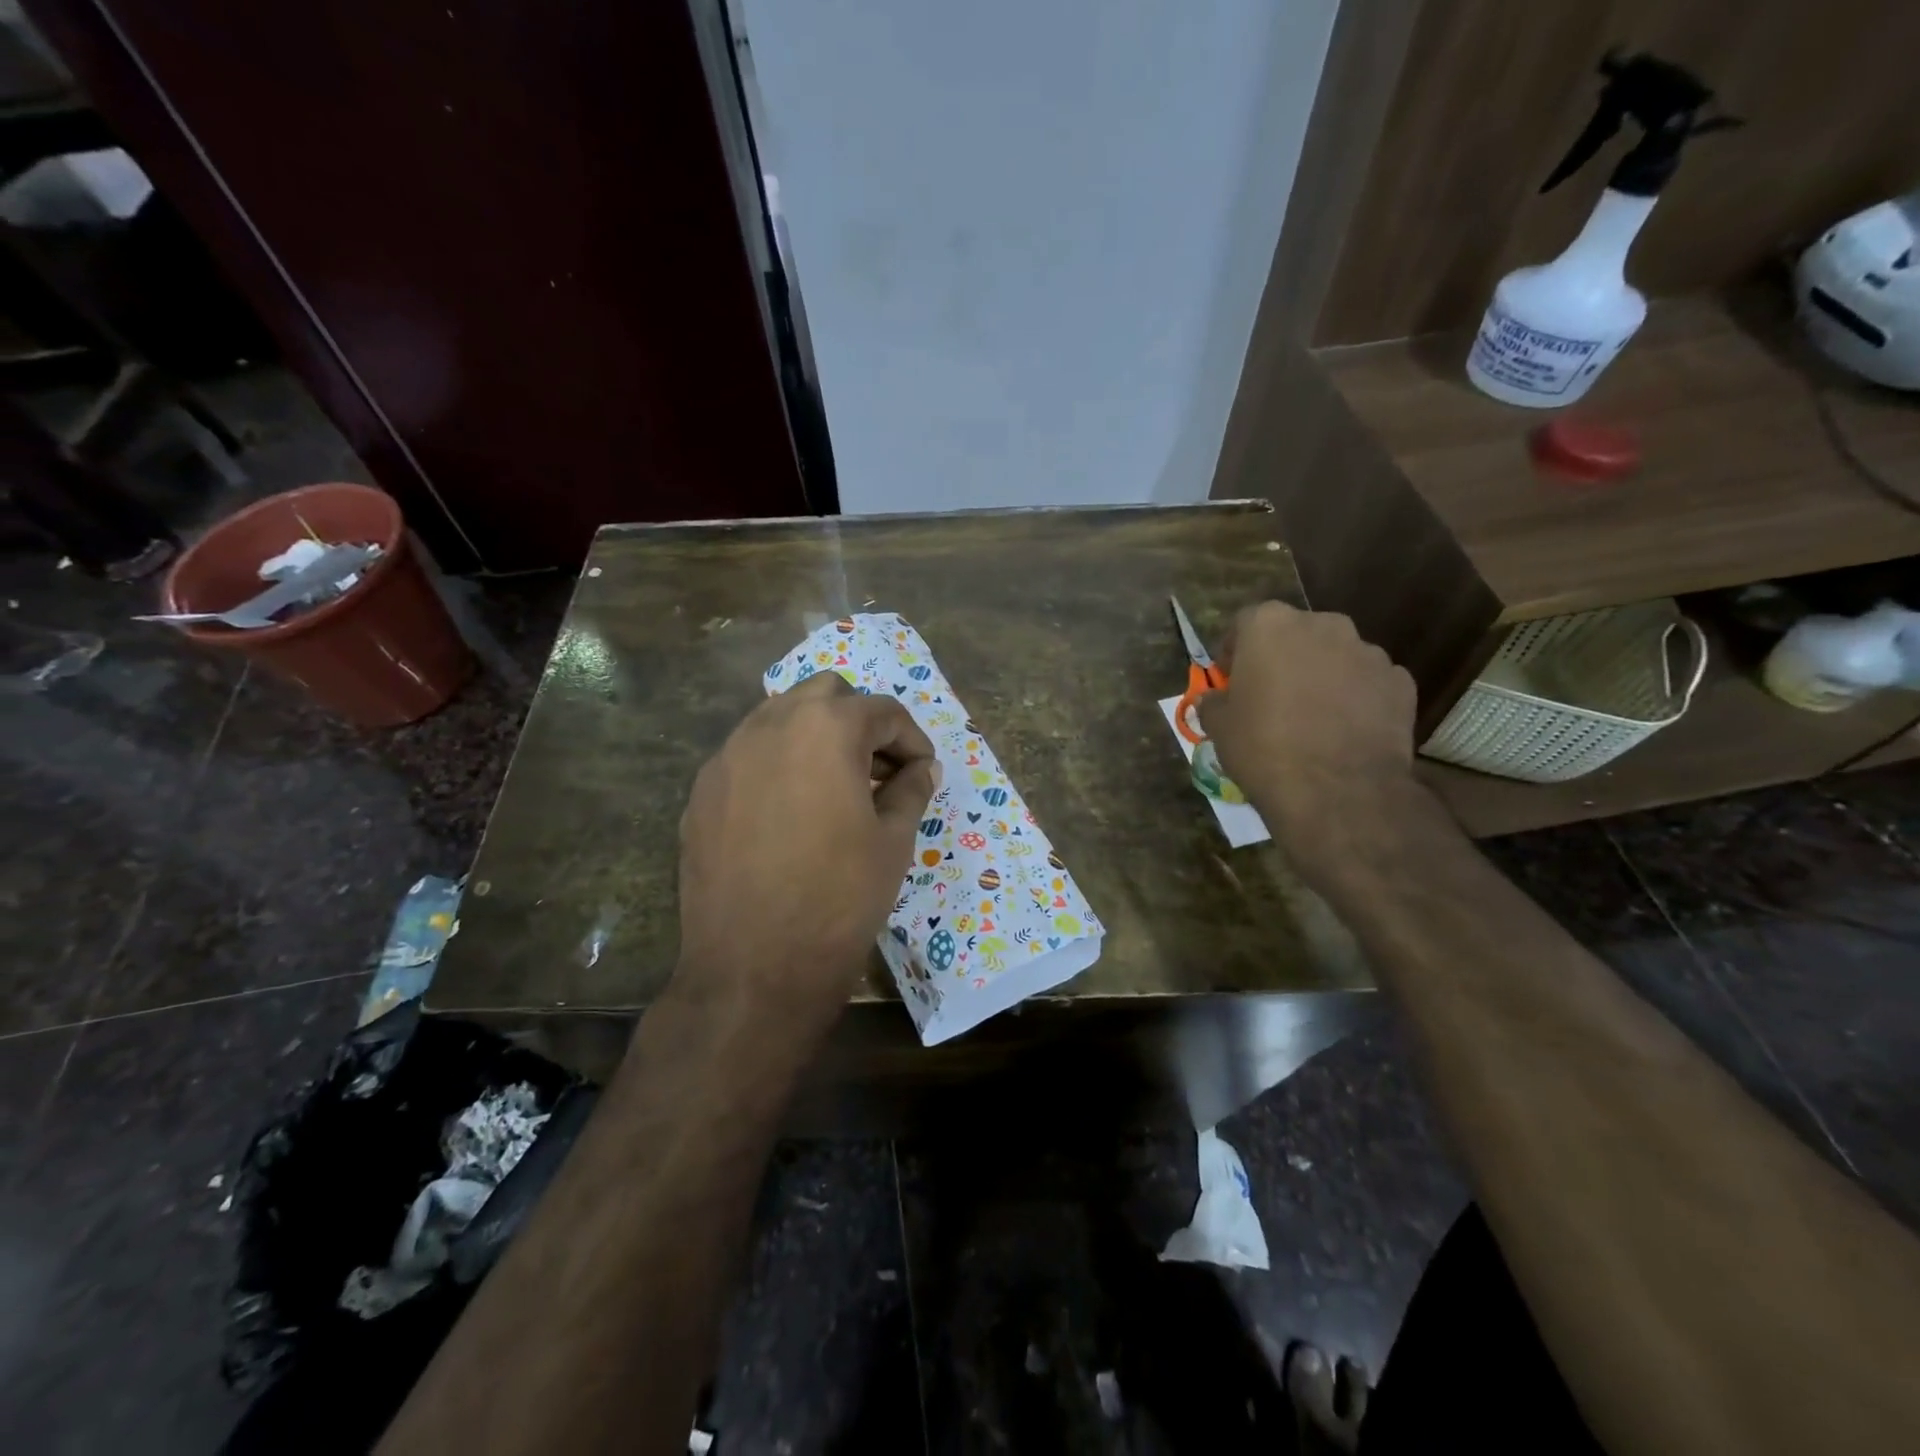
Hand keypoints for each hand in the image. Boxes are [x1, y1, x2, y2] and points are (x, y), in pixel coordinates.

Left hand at [676, 673, 938, 1023]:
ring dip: (815, 736)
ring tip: (835, 786)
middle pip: (825, 694)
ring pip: (779, 718)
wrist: (753, 968)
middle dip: (859, 720)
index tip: (923, 771)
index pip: (882, 711)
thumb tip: (922, 768)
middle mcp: (770, 725)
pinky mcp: (702, 791)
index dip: (912, 739)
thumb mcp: (893, 841)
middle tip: (879, 768)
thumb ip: (911, 790)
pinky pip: (748, 756)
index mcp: (825, 728)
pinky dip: (778, 764)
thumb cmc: (839, 898)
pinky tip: (791, 811)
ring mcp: (727, 756)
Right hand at [1197, 602, 1421, 872]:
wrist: (1338, 790)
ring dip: (1322, 676)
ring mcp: (1368, 651)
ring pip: (1336, 656)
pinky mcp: (1401, 682)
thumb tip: (1213, 699)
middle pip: (1296, 634)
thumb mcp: (1219, 727)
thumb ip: (1214, 703)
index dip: (1236, 650)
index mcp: (1270, 626)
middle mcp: (1323, 625)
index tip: (1231, 679)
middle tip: (1271, 695)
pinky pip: (1368, 683)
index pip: (1245, 622)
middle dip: (1283, 658)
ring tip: (1312, 717)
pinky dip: (1356, 698)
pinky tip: (1345, 731)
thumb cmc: (1264, 747)